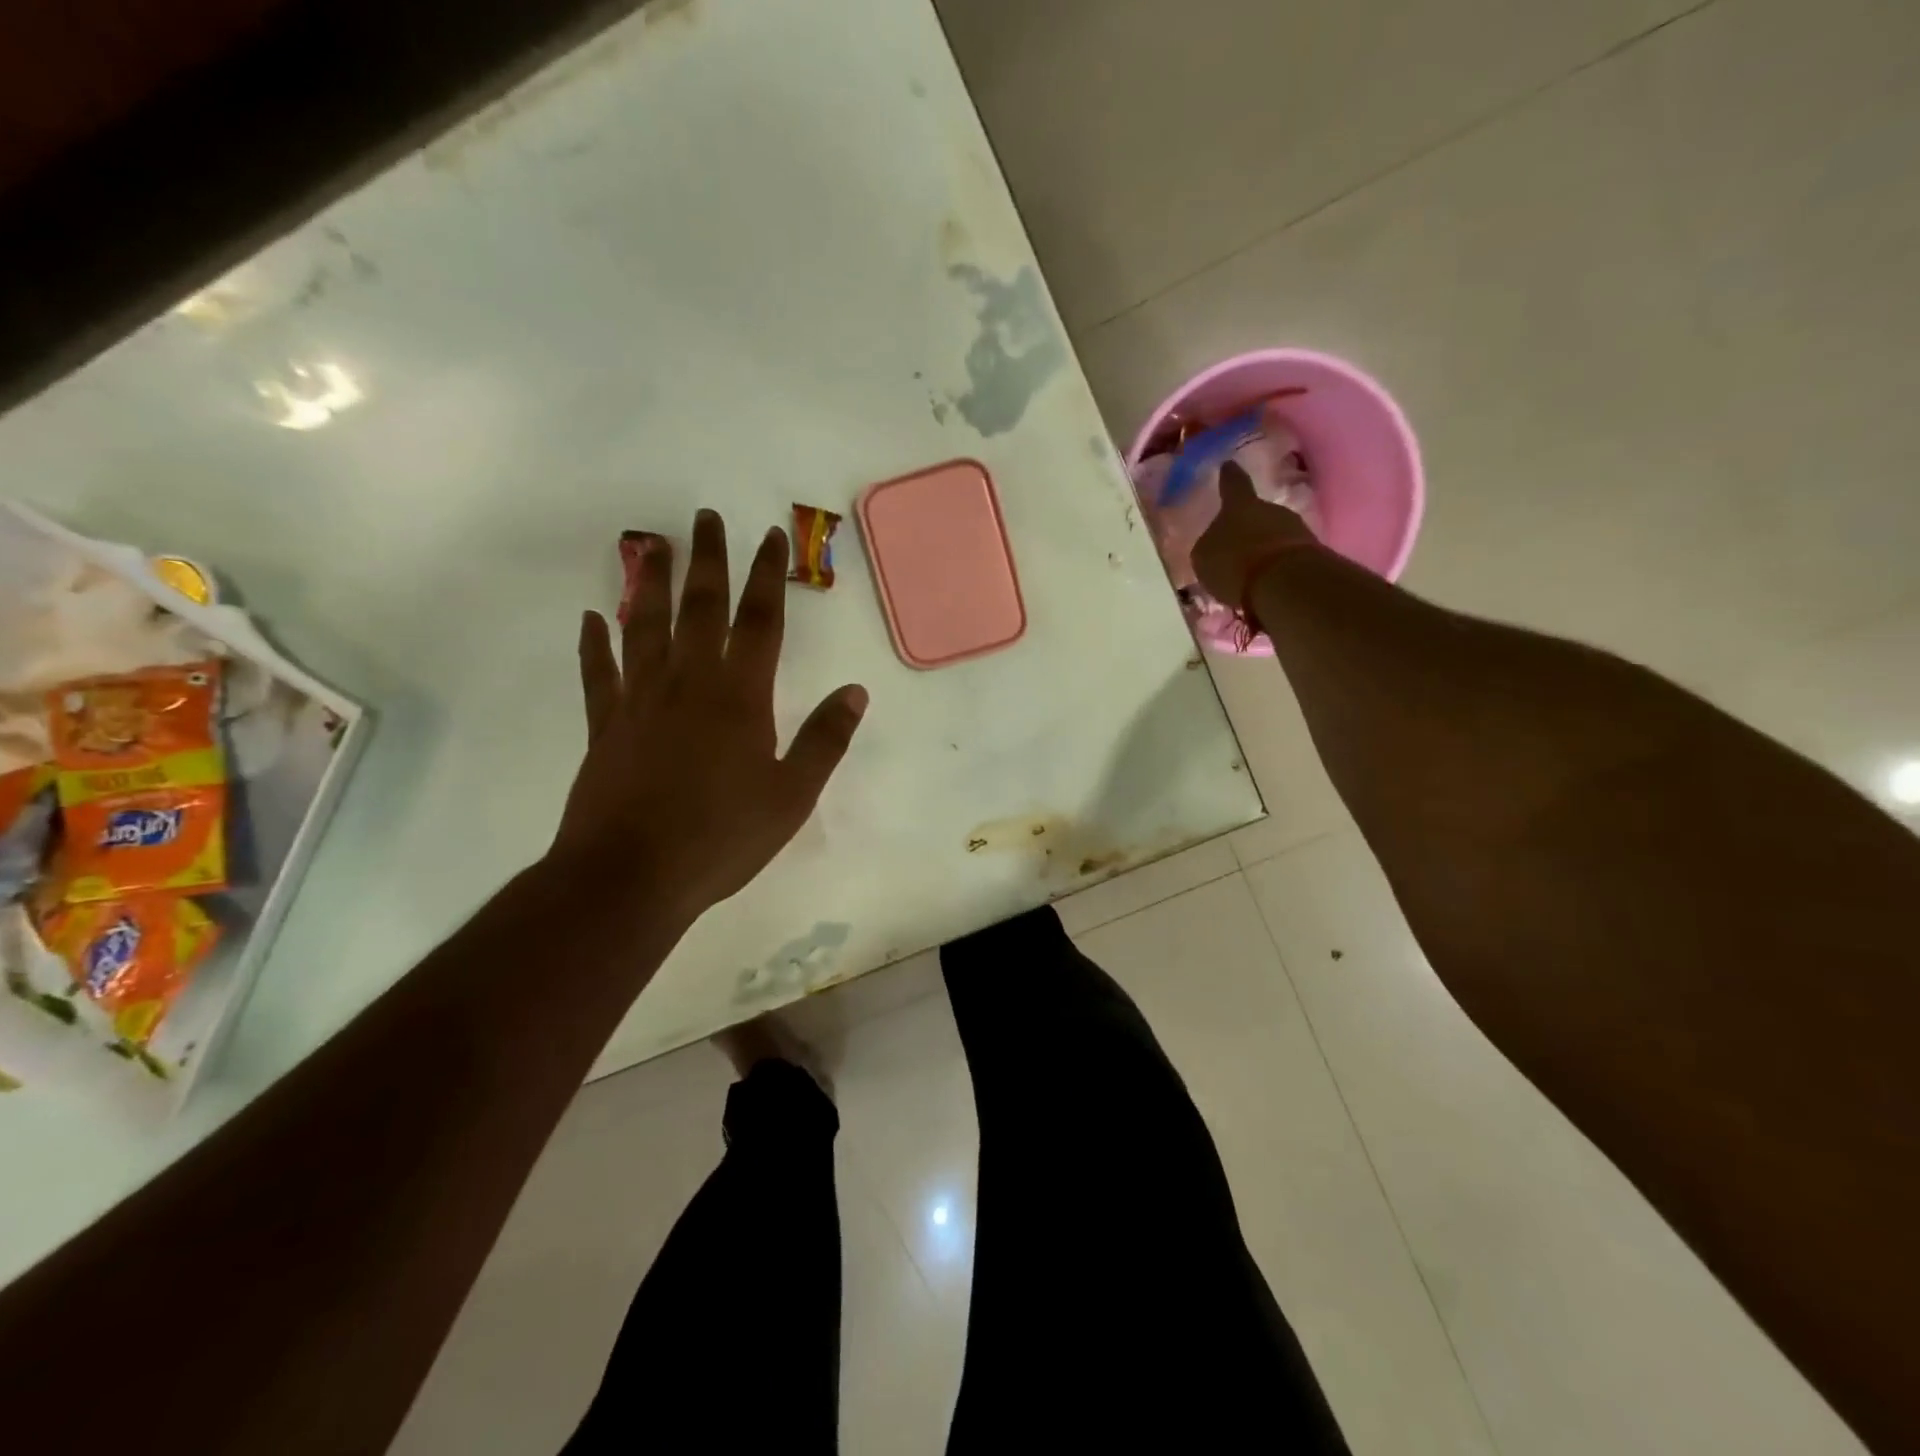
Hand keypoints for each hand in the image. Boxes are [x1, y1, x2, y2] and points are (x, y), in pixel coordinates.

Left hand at [551, 509, 867, 923]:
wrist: (631, 876)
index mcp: (740, 697)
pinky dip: (594, 643)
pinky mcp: (606, 727)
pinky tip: (591, 618)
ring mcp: (640, 701)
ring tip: (653, 545)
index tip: (772, 535)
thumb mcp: (792, 794)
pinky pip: (599, 674)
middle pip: (701, 608)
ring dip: (652, 584)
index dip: (769, 575)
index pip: (760, 621)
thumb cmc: (722, 837)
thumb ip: (824, 739)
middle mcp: (689, 684)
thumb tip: (855, 691)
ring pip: (646, 627)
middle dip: (710, 560)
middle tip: (707, 516)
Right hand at [1190, 461, 1318, 606]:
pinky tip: (1266, 583)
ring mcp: (1295, 528)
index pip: (1232, 484)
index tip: (1228, 465)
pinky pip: (1286, 555)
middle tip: (1237, 544)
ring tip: (1251, 570)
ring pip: (1274, 534)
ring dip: (1263, 548)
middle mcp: (1270, 509)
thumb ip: (1210, 547)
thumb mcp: (1205, 558)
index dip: (1229, 476)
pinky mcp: (1311, 552)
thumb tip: (1216, 545)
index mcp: (1238, 506)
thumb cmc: (1234, 563)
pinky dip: (1276, 566)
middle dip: (1248, 526)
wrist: (1283, 583)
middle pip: (1257, 513)